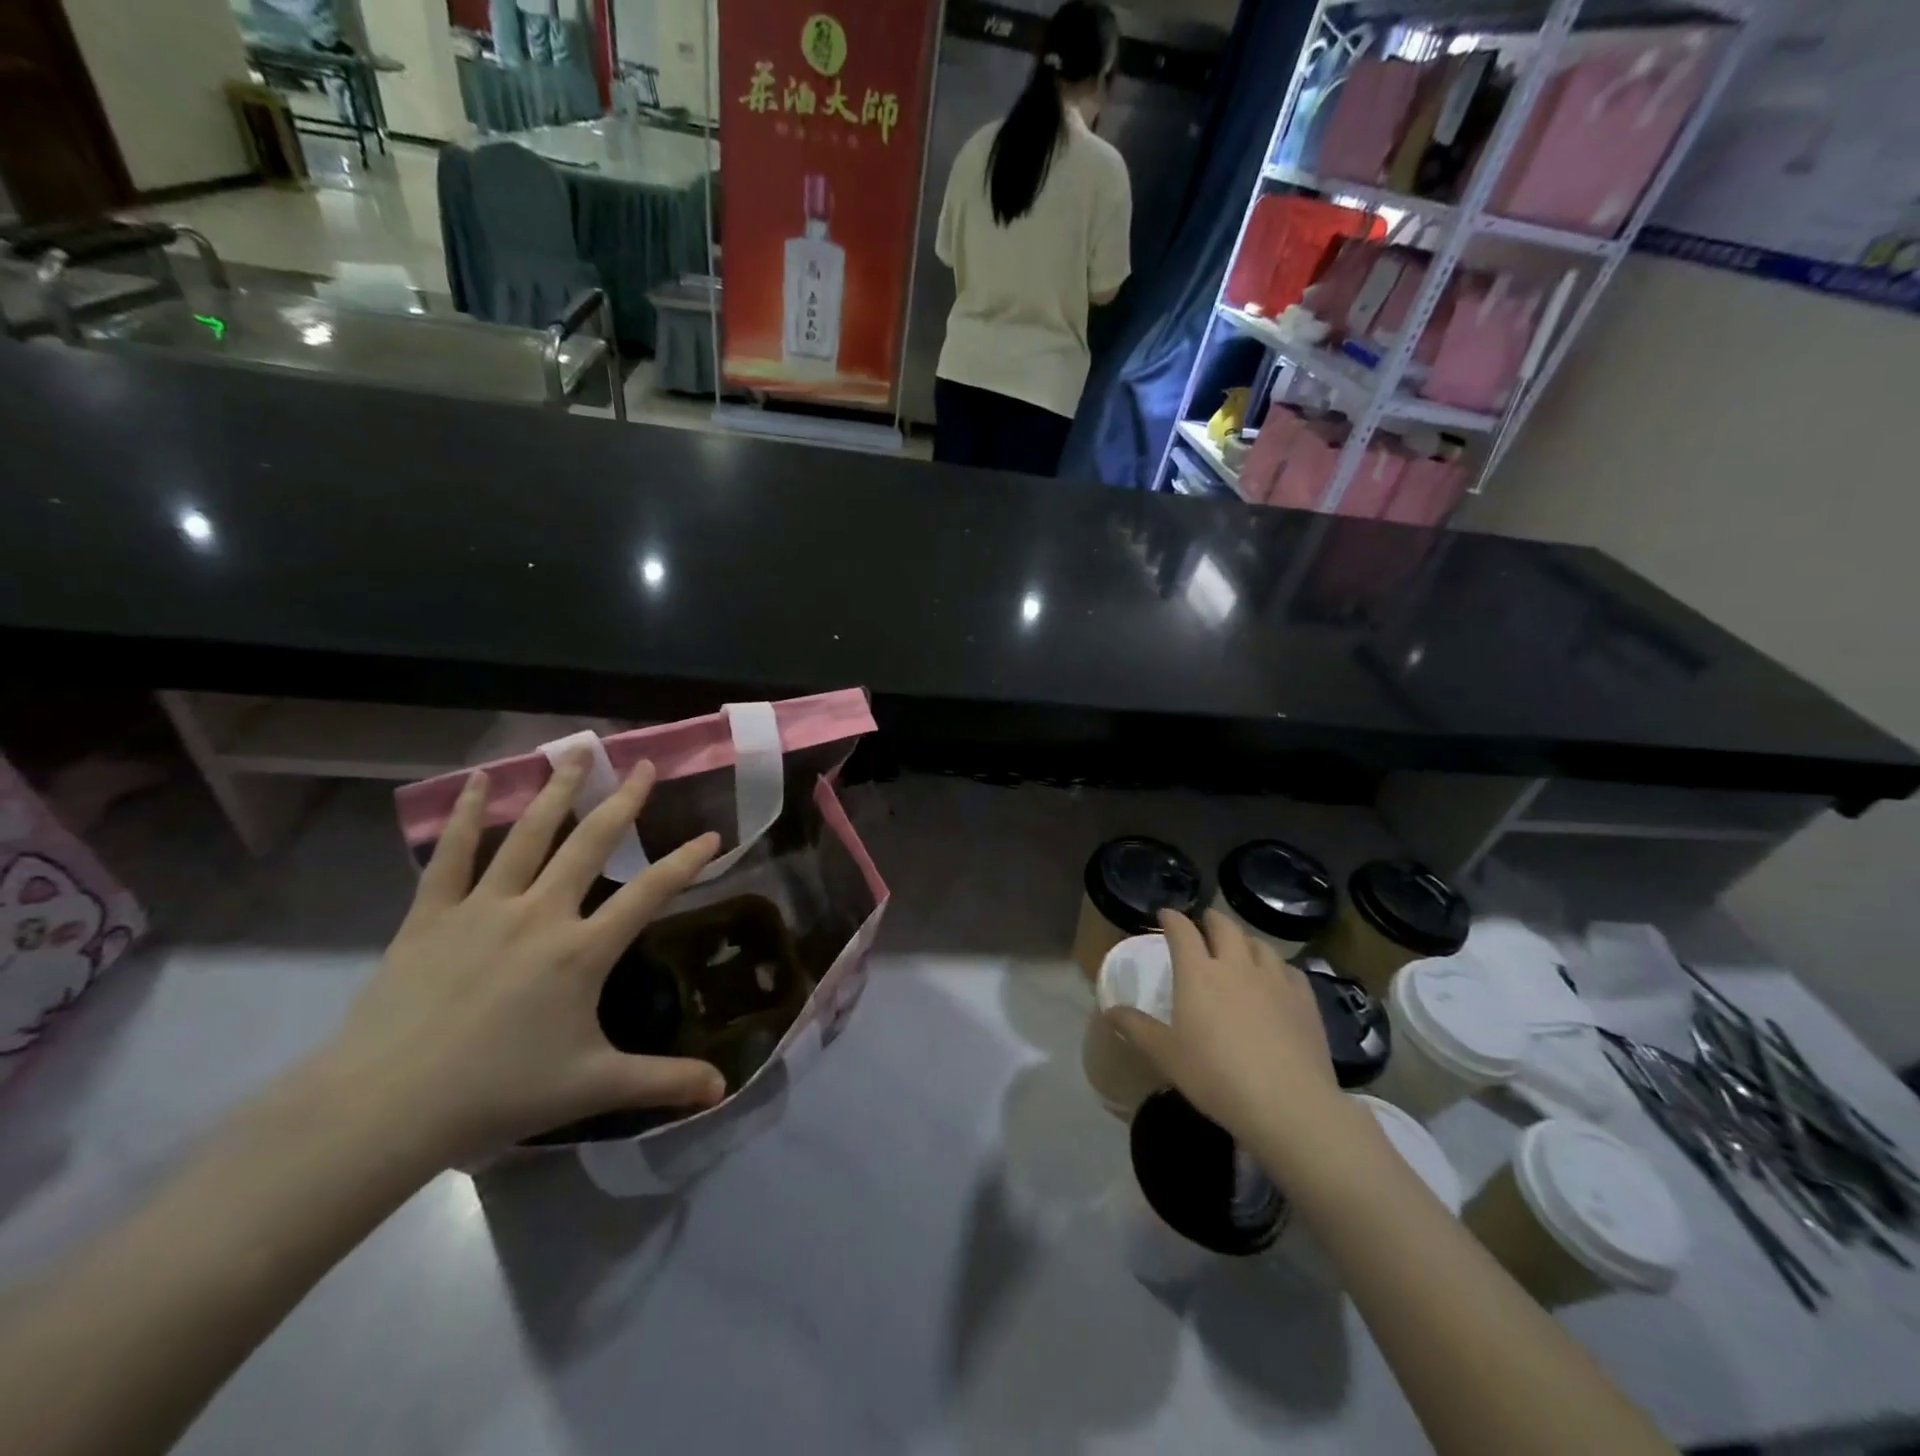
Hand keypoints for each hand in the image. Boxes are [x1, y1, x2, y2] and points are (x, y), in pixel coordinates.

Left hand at [314, 751, 725, 1164]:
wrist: (383, 1109)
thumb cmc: (496, 1094)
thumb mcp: (592, 1086)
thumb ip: (663, 1082)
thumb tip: (723, 1089)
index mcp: (582, 950)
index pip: (651, 893)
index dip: (686, 861)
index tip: (712, 834)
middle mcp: (541, 913)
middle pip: (592, 842)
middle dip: (624, 800)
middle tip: (643, 764)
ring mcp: (483, 908)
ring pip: (529, 833)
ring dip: (557, 789)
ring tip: (577, 751)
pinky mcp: (431, 915)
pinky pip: (452, 854)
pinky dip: (466, 814)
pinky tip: (478, 781)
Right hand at [1107, 910, 1341, 1146]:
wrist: (1288, 1104)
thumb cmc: (1216, 1077)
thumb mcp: (1166, 1055)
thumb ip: (1137, 1028)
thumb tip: (1109, 1010)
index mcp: (1198, 973)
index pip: (1182, 931)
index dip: (1172, 919)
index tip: (1166, 915)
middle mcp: (1236, 965)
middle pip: (1224, 927)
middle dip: (1211, 920)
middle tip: (1205, 923)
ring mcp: (1274, 980)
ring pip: (1259, 944)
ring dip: (1244, 940)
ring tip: (1240, 948)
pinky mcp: (1304, 1000)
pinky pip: (1289, 970)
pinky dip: (1276, 967)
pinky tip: (1276, 979)